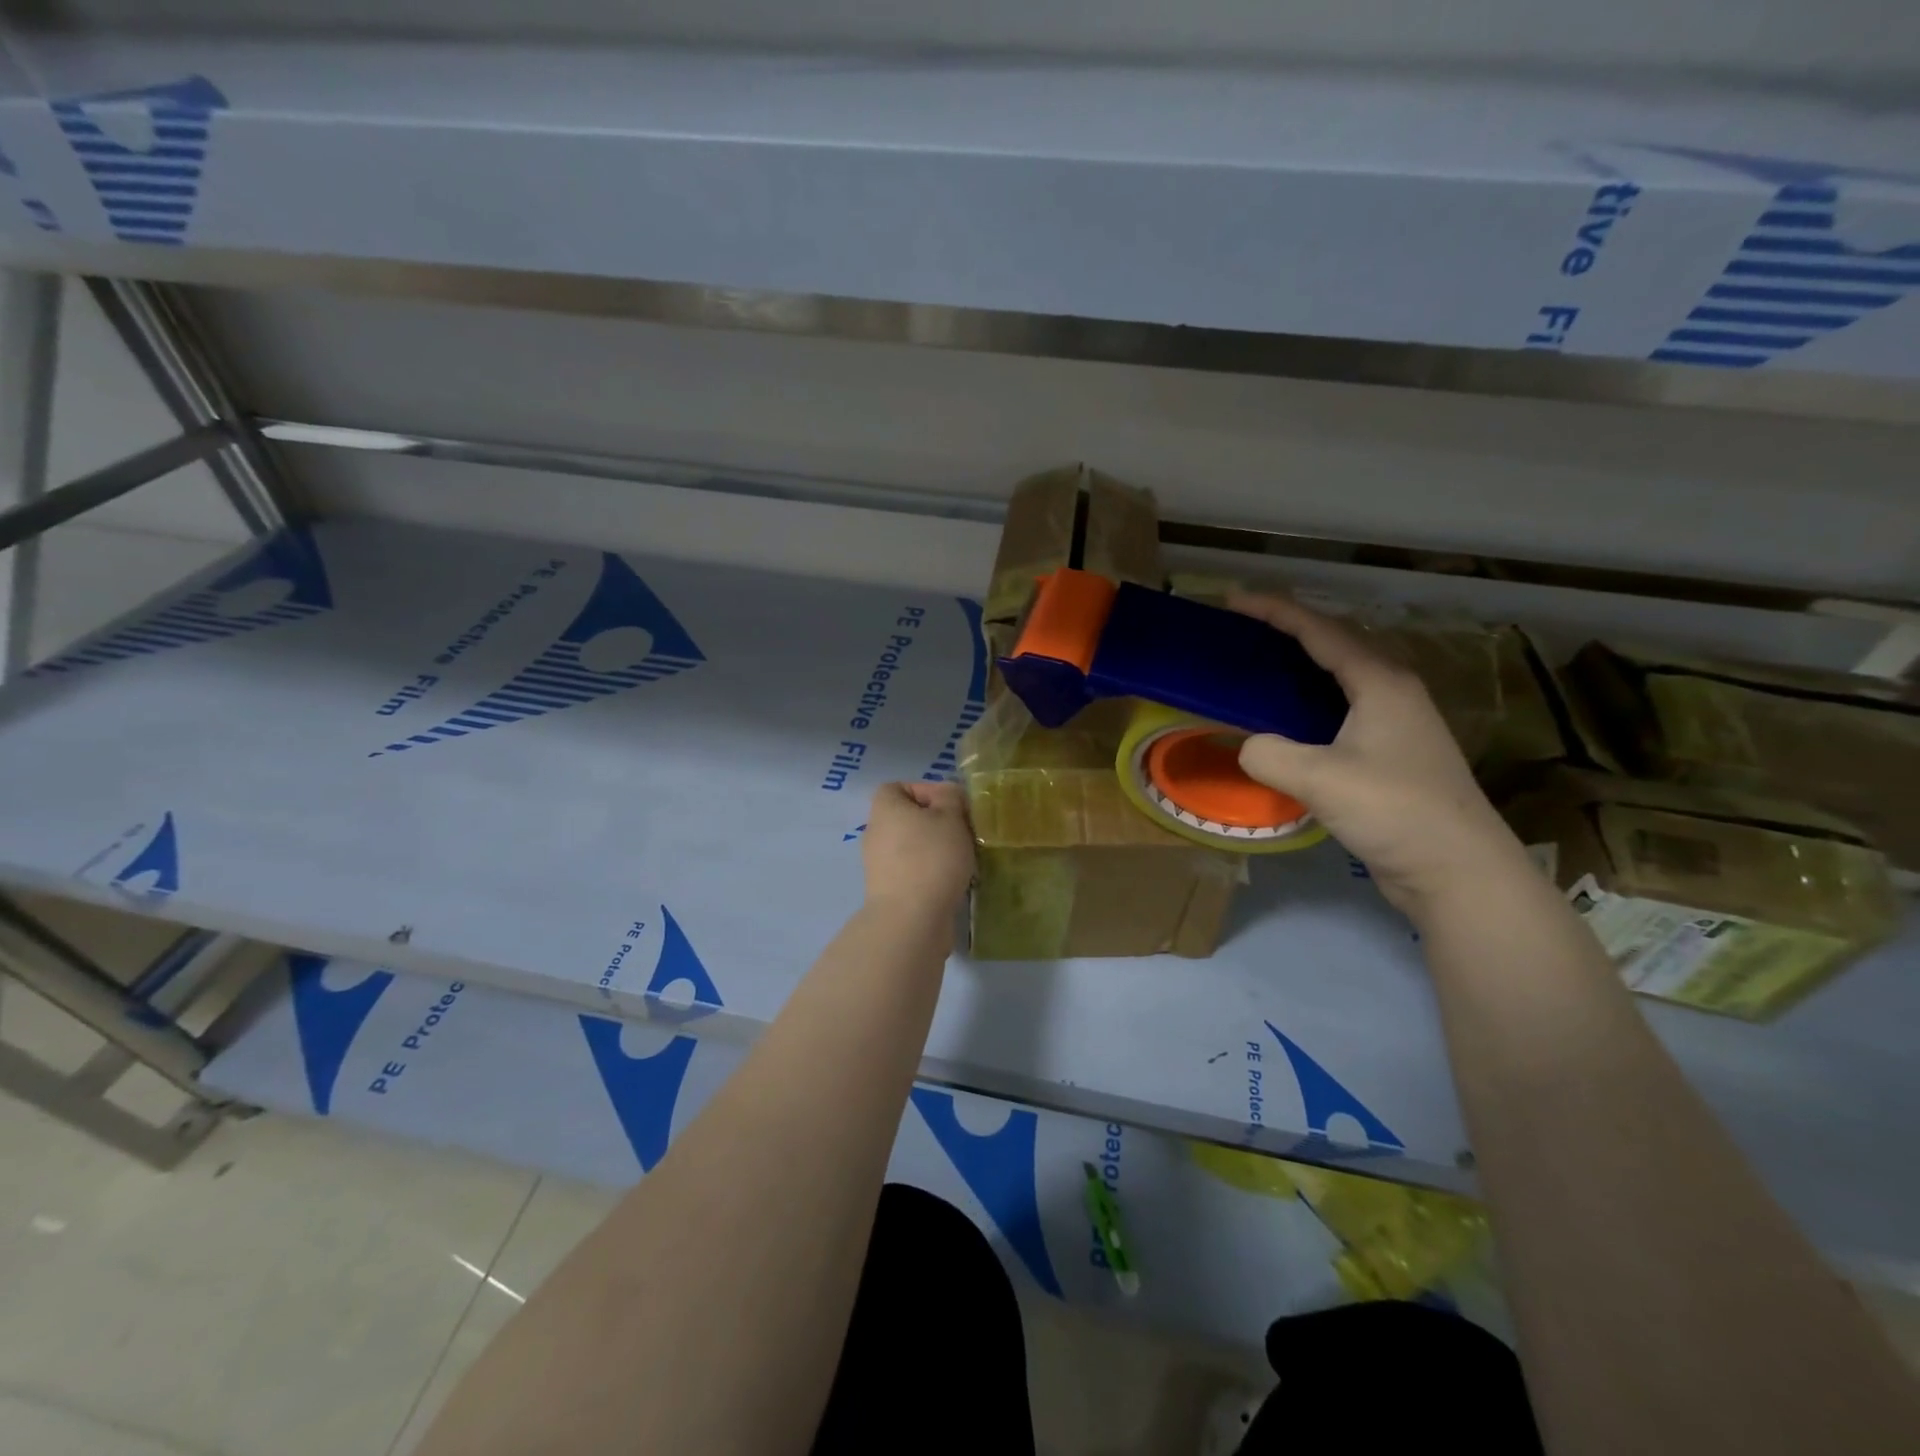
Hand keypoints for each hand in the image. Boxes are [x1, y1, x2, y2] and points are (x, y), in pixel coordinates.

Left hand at [861, 781, 975, 922]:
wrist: (911, 920)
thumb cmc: (931, 858)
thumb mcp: (950, 817)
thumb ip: (951, 797)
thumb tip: (946, 796)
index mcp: (884, 809)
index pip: (899, 787)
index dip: (926, 790)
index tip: (952, 805)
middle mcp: (876, 833)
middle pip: (908, 818)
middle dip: (938, 823)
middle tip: (964, 832)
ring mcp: (879, 865)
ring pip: (913, 847)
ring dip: (938, 850)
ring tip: (965, 859)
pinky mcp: (889, 891)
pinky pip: (914, 872)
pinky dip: (932, 874)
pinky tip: (955, 882)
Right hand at [1228, 592, 1528, 918]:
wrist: (1458, 871)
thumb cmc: (1395, 811)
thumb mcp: (1320, 779)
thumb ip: (1269, 754)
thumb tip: (1248, 746)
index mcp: (1381, 683)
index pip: (1321, 631)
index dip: (1276, 611)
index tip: (1234, 600)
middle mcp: (1393, 694)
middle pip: (1335, 646)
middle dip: (1289, 632)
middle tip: (1243, 633)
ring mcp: (1396, 726)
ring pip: (1340, 680)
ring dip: (1299, 669)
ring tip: (1258, 670)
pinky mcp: (1392, 756)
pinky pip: (1340, 713)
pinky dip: (1307, 705)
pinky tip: (1286, 724)